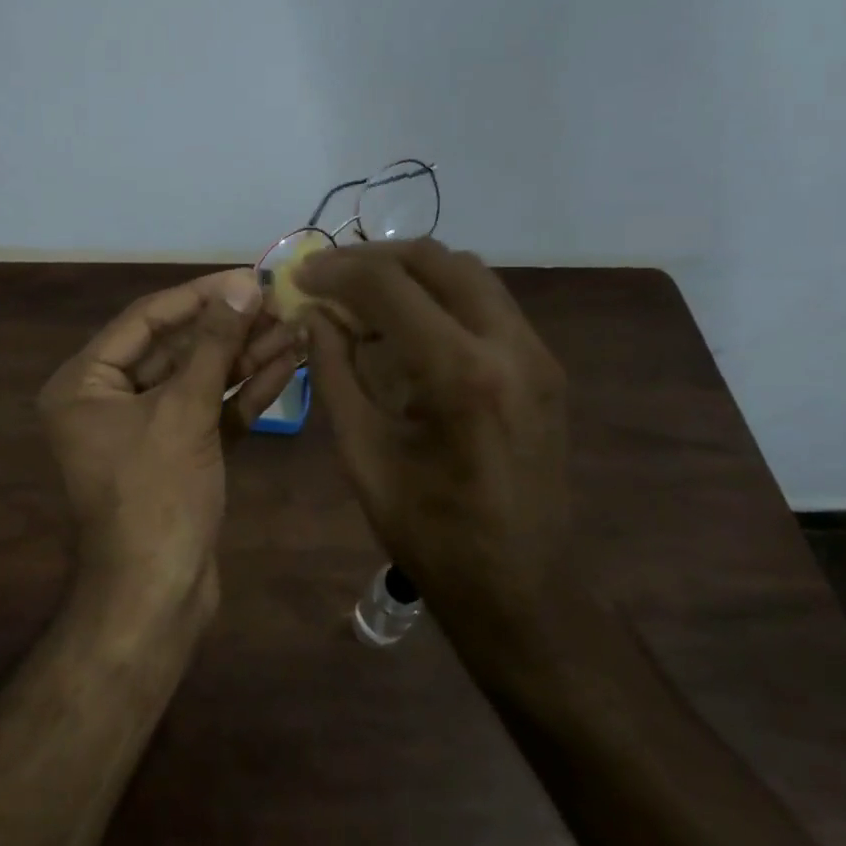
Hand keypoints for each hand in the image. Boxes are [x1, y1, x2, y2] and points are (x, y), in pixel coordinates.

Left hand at [38, 269, 299, 619]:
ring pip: (198, 380)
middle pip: (175, 348)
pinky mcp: (177, 454)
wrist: (158, 596)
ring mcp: (144, 430)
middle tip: (279, 304)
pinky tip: (287, 366)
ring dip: (244, 357)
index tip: (247, 279)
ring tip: (295, 328)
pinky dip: (243, 393)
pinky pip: (209, 411)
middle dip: (229, 329)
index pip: (145, 320)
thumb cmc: (157, 496)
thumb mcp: (184, 411)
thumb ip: (213, 346)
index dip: (199, 296)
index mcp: (85, 383)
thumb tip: (241, 288)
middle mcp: (108, 400)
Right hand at [297, 240, 569, 620]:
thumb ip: (334, 372)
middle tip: (329, 275)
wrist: (520, 587)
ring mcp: (537, 354)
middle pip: (437, 259)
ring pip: (468, 273)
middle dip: (374, 257)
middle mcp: (510, 346)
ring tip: (363, 294)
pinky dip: (441, 296)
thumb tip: (313, 315)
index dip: (336, 271)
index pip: (389, 286)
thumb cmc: (429, 533)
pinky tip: (406, 325)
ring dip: (410, 272)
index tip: (299, 276)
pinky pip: (488, 304)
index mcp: (459, 374)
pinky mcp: (545, 367)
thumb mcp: (363, 452)